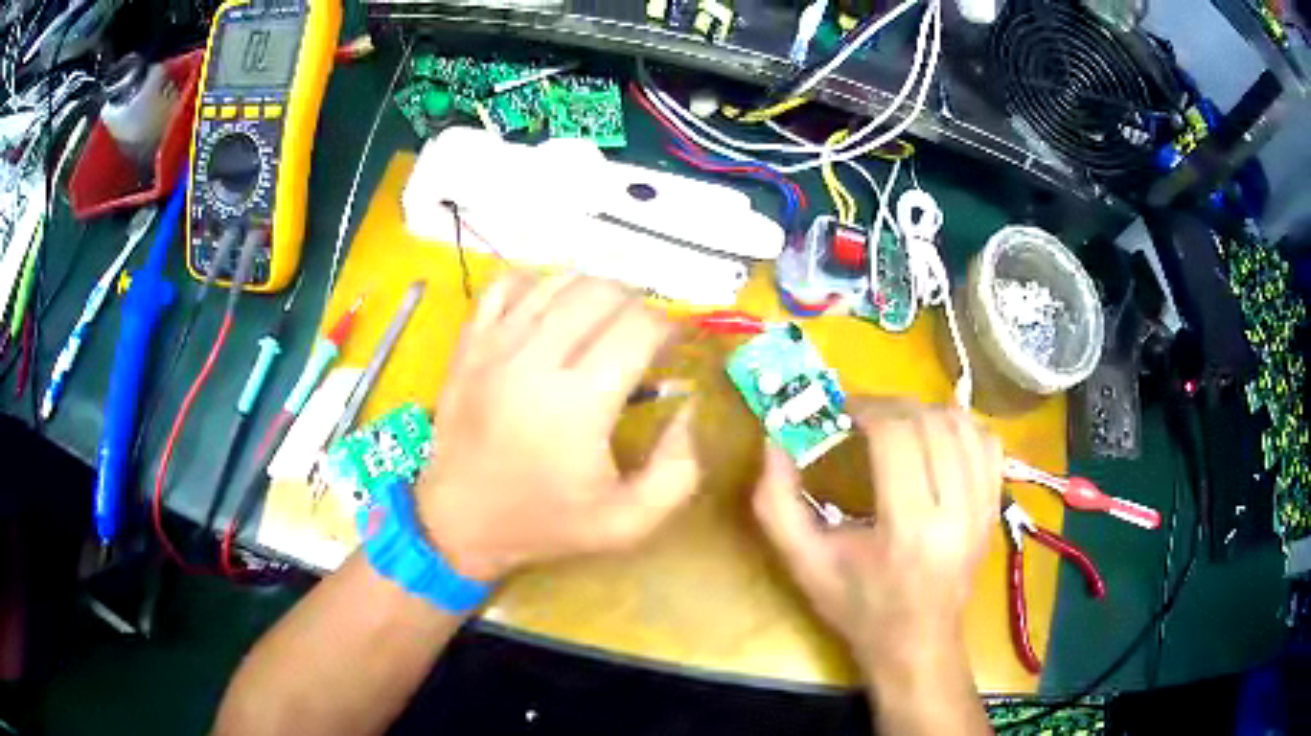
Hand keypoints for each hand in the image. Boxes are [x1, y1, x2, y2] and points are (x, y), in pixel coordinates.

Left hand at [417, 270, 699, 581]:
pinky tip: (550, 309)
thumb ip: (678, 470)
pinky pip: (507, 283)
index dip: (669, 328)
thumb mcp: (628, 523)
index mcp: (578, 405)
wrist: (457, 521)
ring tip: (603, 321)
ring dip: (594, 291)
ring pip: (558, 280)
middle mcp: (534, 360)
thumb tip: (687, 405)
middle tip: (642, 336)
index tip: (673, 349)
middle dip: (637, 305)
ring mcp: (494, 344)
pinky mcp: (468, 342)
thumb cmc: (544, 524)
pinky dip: (538, 284)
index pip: (639, 327)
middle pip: (602, 292)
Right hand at [752, 399, 1001, 677]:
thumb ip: (776, 503)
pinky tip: (936, 437)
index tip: (842, 411)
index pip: (897, 437)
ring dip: (925, 412)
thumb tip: (773, 440)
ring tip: (897, 424)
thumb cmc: (857, 607)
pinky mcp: (994, 507)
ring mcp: (983, 508)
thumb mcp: (803, 563)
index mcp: (908, 529)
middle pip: (932, 423)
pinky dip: (960, 426)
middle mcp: (956, 512)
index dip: (867, 409)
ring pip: (963, 425)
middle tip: (863, 415)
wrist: (916, 642)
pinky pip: (987, 443)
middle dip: (892, 406)